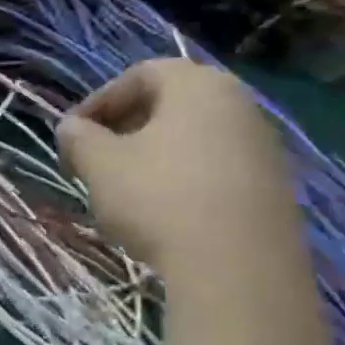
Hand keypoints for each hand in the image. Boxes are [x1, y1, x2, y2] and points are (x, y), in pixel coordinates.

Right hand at [55, 59, 295, 271]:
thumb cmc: (159, 197)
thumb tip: (70, 127)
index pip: (140, 75)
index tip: (73, 134)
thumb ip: (79, 138)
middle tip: (93, 159)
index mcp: (197, 86)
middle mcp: (239, 105)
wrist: (238, 268)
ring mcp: (262, 148)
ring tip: (122, 189)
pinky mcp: (273, 189)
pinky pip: (215, 169)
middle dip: (124, 128)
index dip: (98, 101)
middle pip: (170, 105)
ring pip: (192, 139)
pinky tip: (162, 213)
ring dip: (151, 156)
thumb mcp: (100, 164)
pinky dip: (182, 180)